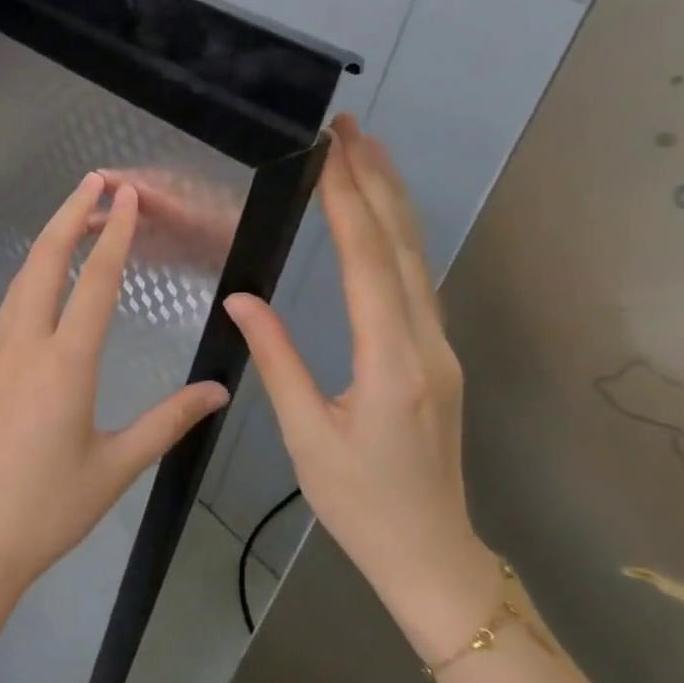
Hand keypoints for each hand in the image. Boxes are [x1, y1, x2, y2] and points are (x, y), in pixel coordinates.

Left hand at [0, 172, 232, 618]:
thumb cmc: (46, 510)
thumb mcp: (115, 467)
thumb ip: (168, 421)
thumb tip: (218, 391)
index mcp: (64, 364)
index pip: (95, 281)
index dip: (114, 232)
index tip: (125, 194)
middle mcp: (22, 344)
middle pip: (43, 259)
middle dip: (70, 213)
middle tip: (95, 181)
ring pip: (19, 281)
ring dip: (47, 243)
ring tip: (73, 220)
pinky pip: (5, 310)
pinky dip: (29, 281)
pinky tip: (42, 290)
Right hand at [223, 117, 500, 658]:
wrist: (432, 553)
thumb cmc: (361, 503)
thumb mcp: (307, 436)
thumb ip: (276, 360)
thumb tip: (242, 298)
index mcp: (391, 361)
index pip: (367, 262)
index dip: (347, 202)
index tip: (330, 151)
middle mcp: (426, 343)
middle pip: (401, 247)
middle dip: (377, 182)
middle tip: (352, 129)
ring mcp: (440, 349)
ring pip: (416, 261)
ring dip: (392, 203)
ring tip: (367, 156)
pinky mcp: (438, 358)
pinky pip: (417, 283)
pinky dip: (397, 240)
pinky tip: (382, 222)